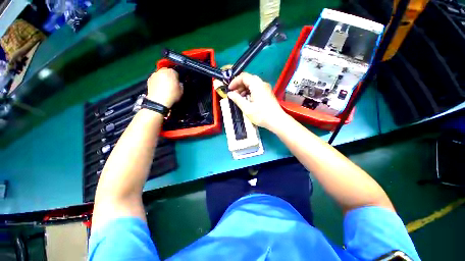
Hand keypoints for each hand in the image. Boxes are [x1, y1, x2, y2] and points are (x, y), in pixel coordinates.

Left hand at [147, 68, 182, 107]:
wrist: (159, 101)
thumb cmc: (172, 95)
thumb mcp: (181, 91)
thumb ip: (181, 85)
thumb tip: (179, 84)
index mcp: (171, 72)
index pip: (175, 72)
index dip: (177, 78)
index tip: (178, 83)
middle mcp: (161, 71)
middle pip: (166, 72)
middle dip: (169, 77)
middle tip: (171, 85)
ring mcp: (154, 75)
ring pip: (160, 75)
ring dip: (162, 79)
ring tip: (165, 88)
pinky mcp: (148, 80)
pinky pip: (155, 80)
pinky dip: (157, 83)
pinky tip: (160, 90)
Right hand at [226, 73, 287, 130]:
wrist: (277, 121)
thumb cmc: (261, 115)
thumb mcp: (246, 108)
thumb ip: (237, 99)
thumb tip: (229, 94)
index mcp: (257, 85)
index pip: (243, 77)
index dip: (234, 82)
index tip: (229, 90)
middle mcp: (262, 83)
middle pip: (248, 79)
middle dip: (239, 85)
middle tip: (233, 94)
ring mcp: (266, 88)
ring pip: (252, 84)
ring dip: (244, 89)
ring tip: (238, 98)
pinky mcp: (267, 93)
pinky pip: (256, 88)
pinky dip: (249, 92)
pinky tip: (246, 99)